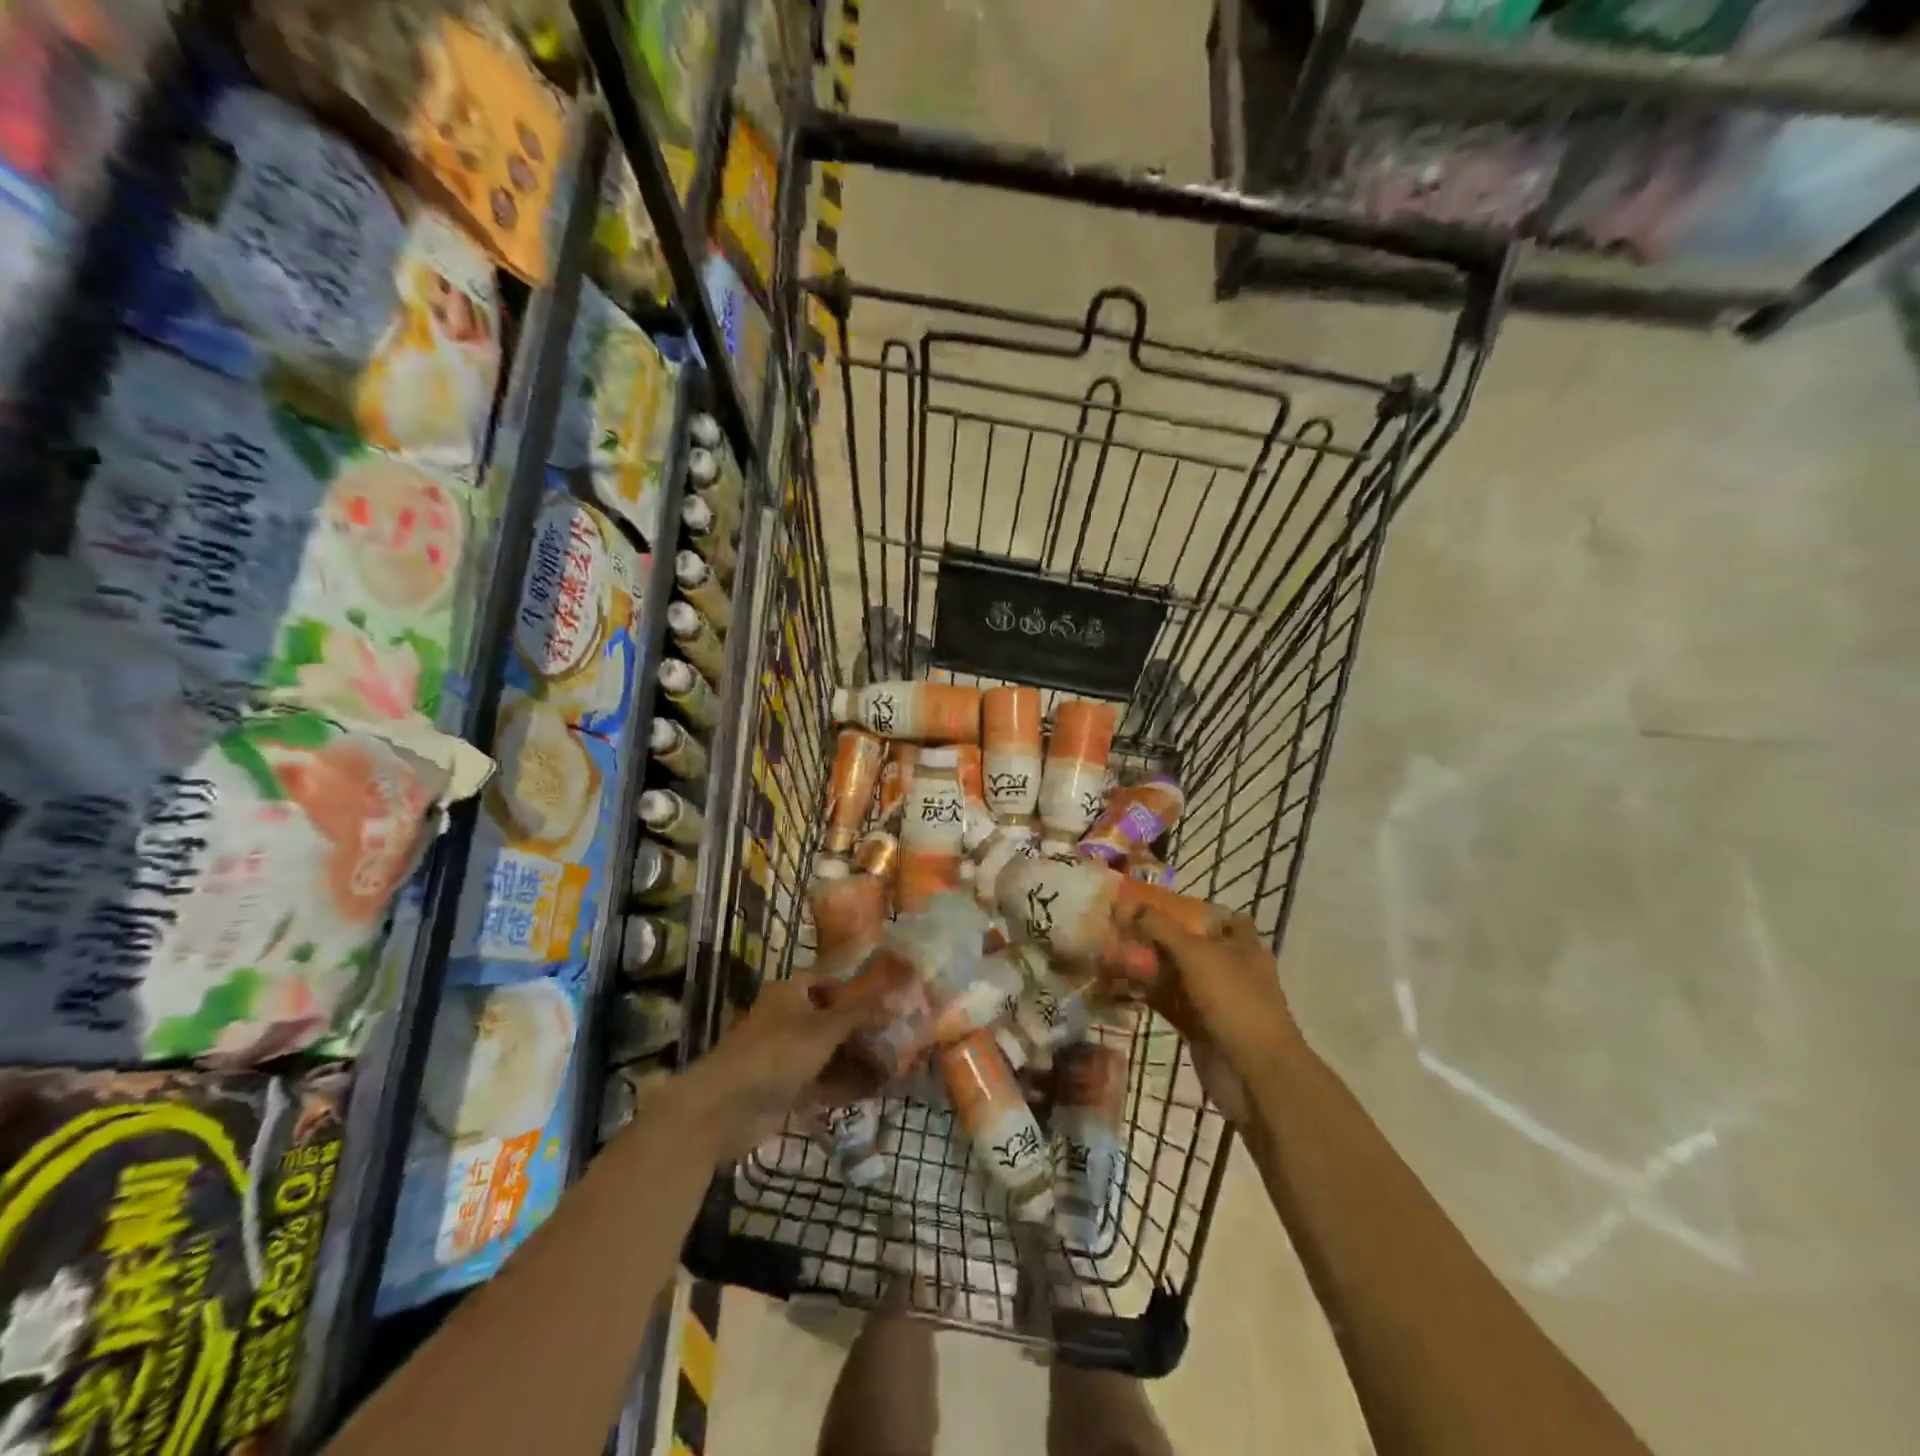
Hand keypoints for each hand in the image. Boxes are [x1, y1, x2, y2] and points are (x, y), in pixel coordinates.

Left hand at [681, 972, 889, 1161]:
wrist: (725, 1108)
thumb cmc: (777, 1053)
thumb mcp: (825, 1028)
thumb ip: (860, 1013)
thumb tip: (894, 999)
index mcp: (790, 992)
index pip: (829, 981)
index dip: (857, 990)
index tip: (887, 1002)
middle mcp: (786, 1018)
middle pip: (830, 1019)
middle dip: (860, 1030)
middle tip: (895, 1038)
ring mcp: (784, 1054)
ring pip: (827, 1051)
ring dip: (854, 1059)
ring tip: (890, 1067)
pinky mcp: (782, 1086)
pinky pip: (819, 1080)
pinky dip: (841, 1083)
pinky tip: (869, 1091)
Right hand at [1114, 904, 1301, 1100]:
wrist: (1254, 1075)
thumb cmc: (1234, 1002)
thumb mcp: (1197, 954)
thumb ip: (1161, 927)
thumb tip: (1125, 904)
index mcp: (1240, 944)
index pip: (1216, 916)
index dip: (1187, 908)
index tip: (1152, 904)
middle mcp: (1227, 967)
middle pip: (1187, 944)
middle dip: (1155, 936)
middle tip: (1119, 926)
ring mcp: (1212, 998)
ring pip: (1173, 973)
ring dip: (1145, 965)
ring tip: (1109, 952)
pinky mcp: (1196, 1024)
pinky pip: (1166, 1001)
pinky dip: (1145, 993)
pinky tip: (1117, 984)